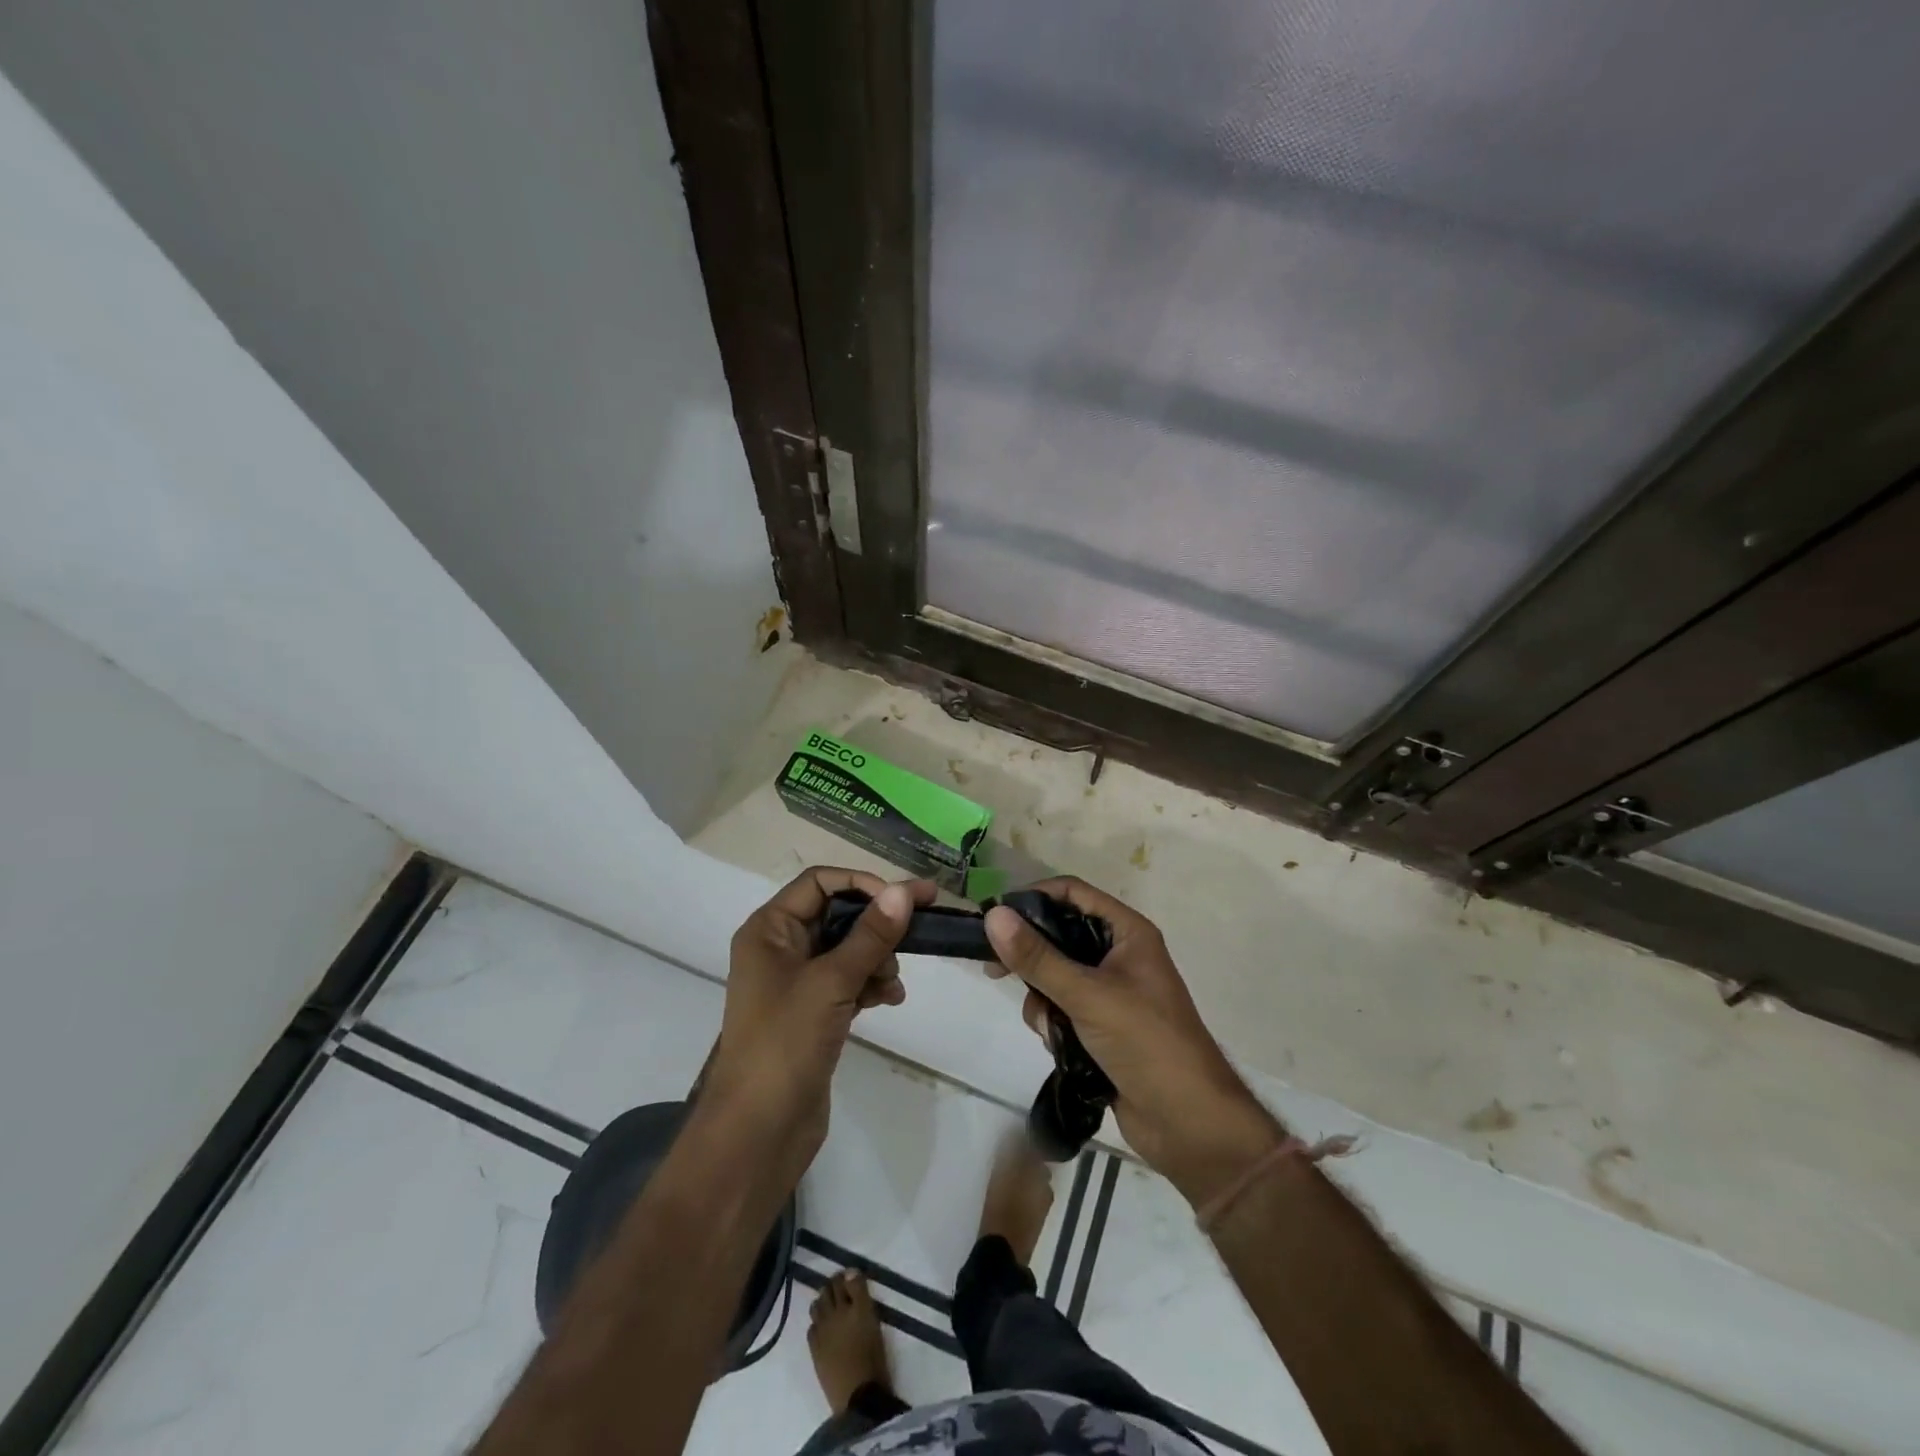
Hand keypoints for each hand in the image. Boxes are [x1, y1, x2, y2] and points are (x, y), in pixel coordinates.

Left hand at [704, 868, 934, 1163]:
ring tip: (893, 981)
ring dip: (877, 957)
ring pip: (847, 949)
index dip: (862, 884)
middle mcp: (780, 948)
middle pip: (837, 914)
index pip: (820, 882)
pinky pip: (848, 980)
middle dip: (876, 924)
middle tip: (920, 927)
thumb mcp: (831, 982)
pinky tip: (890, 998)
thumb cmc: (785, 1044)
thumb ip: (870, 936)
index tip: (903, 899)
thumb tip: (903, 892)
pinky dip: (870, 983)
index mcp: (769, 929)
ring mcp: (796, 982)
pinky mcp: (812, 1012)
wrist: (758, 1132)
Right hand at [985, 878, 1283, 1204]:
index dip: (1034, 898)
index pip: (1073, 893)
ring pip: (1054, 976)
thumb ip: (1038, 957)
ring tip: (1053, 1027)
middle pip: (1059, 936)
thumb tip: (993, 915)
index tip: (996, 917)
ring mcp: (1110, 992)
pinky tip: (1060, 1047)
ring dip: (1043, 1000)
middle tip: (995, 970)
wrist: (1188, 1124)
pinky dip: (1053, 1025)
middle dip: (1032, 957)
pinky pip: (1061, 1009)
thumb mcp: (1088, 995)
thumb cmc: (1147, 1043)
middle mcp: (1118, 955)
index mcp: (1127, 932)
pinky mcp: (1100, 1027)